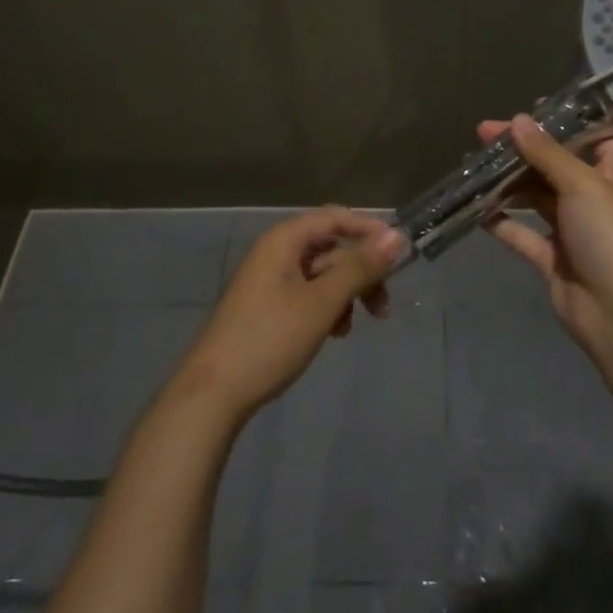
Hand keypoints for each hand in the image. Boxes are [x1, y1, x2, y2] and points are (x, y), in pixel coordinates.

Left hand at [177, 208, 405, 418]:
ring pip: (321, 275)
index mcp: (284, 241)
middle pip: (330, 248)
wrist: (212, 394)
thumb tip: (396, 236)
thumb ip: (359, 268)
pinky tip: (333, 334)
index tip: (400, 254)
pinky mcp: (266, 308)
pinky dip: (326, 308)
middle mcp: (275, 253)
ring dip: (345, 294)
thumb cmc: (270, 339)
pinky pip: (306, 295)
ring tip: (352, 327)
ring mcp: (268, 281)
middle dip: (360, 272)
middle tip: (383, 304)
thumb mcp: (322, 302)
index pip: (335, 218)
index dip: (369, 230)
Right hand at [480, 114, 612, 363]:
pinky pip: (523, 234)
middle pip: (554, 165)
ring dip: (508, 183)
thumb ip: (547, 153)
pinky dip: (502, 222)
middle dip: (521, 151)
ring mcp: (573, 230)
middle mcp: (594, 197)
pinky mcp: (553, 259)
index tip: (526, 110)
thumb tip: (518, 120)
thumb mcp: (582, 184)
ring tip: (473, 165)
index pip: (589, 137)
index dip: (561, 123)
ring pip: (535, 197)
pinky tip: (476, 209)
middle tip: (483, 135)